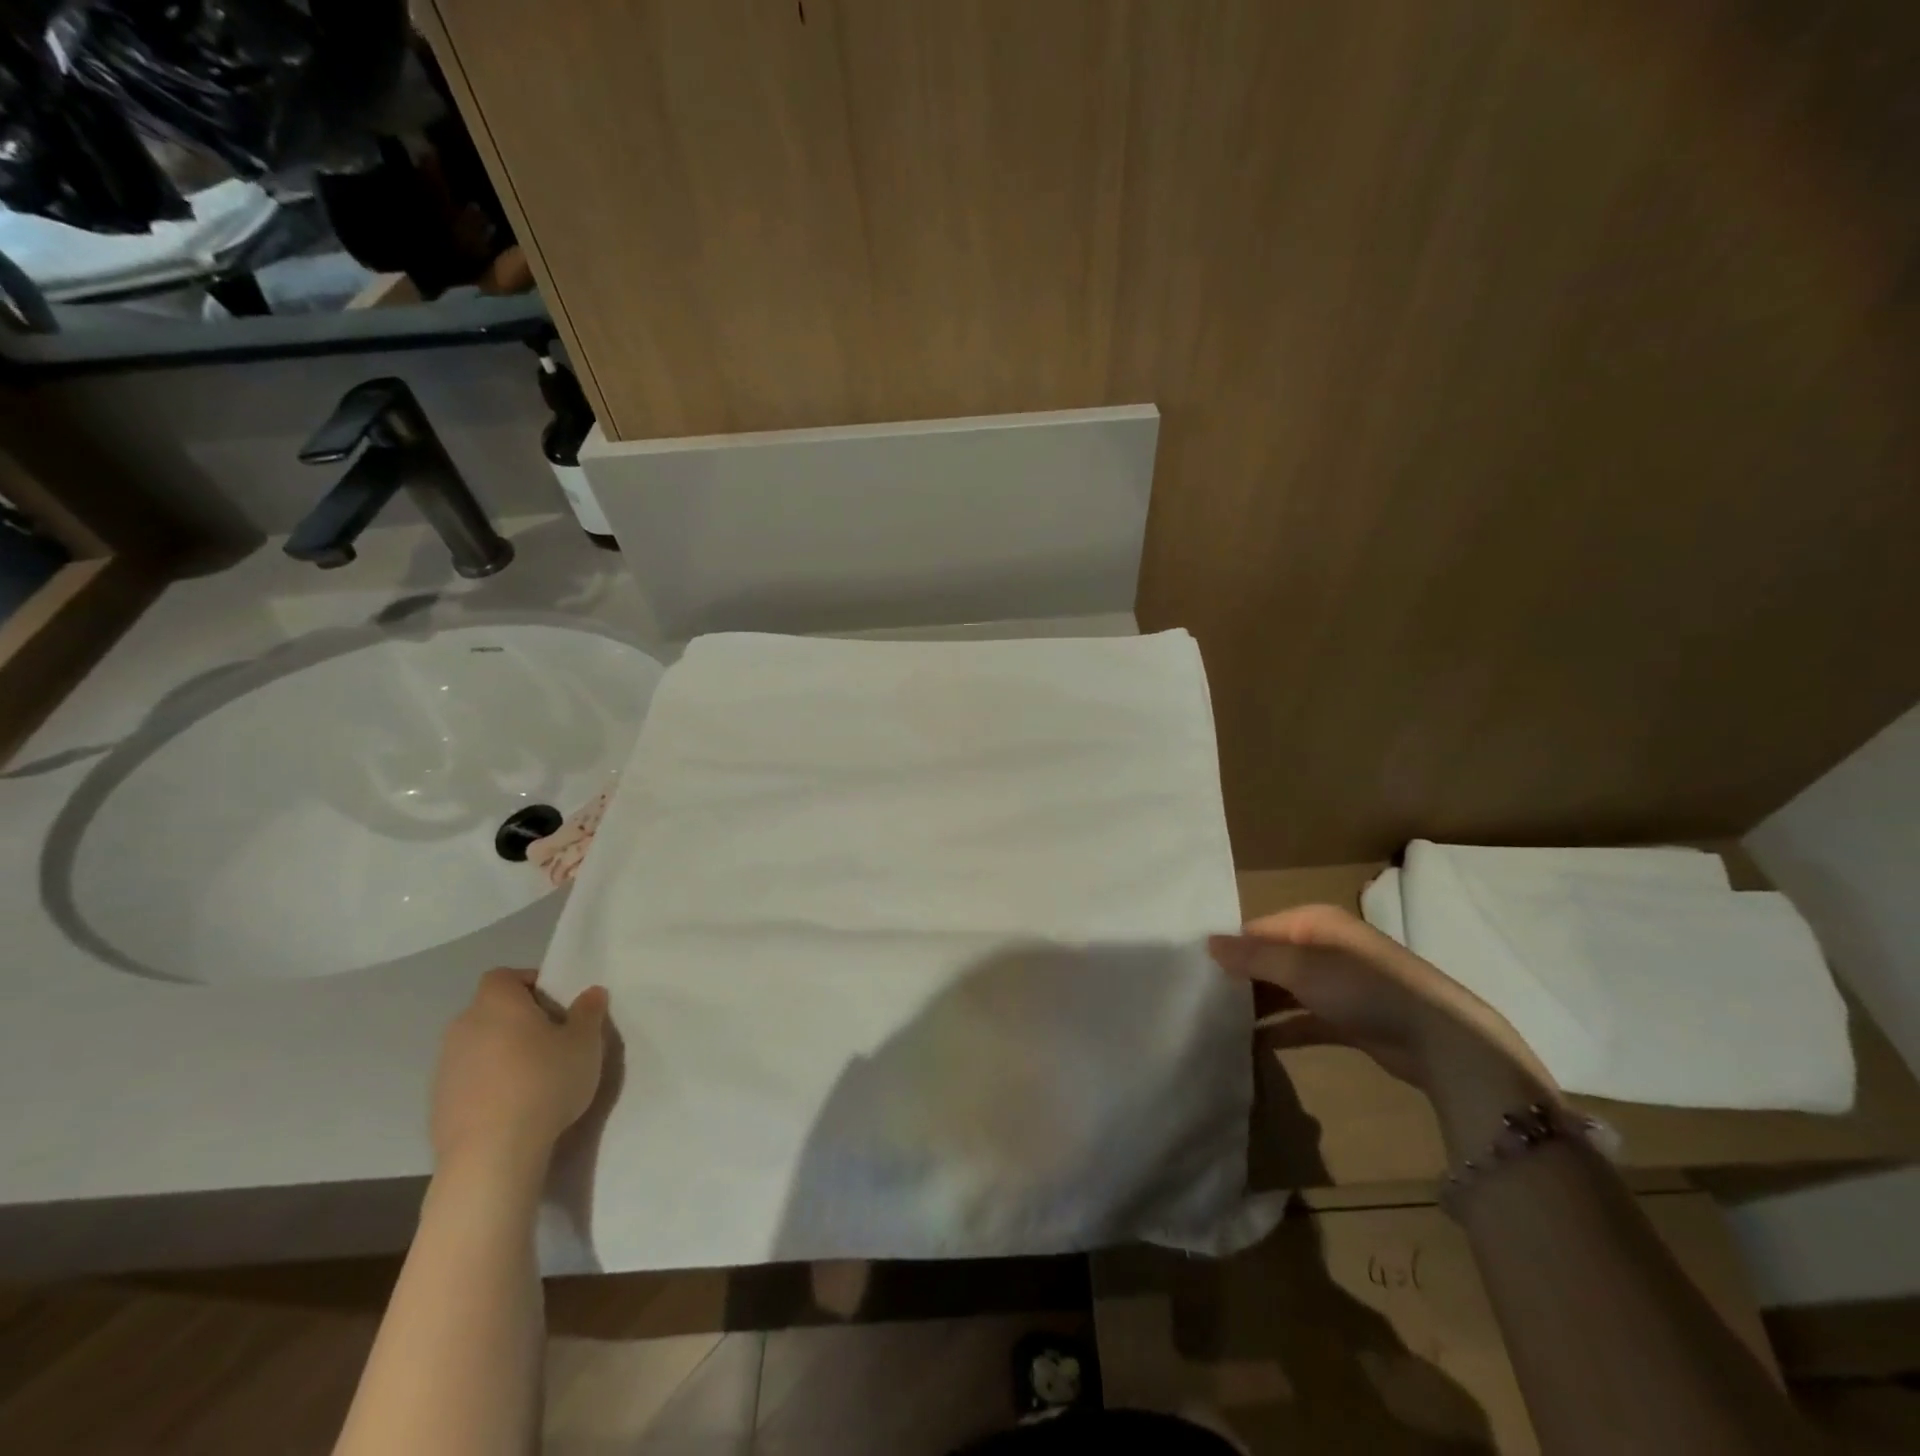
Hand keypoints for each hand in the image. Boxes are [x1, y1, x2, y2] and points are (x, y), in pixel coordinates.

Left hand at [430, 968, 610, 1172]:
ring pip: (479, 1046)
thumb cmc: (544, 1082)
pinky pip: (469, 1080)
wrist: (491, 1155)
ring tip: (534, 1077)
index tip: (556, 1004)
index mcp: (497, 1003)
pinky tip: (513, 1107)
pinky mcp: (437, 1105)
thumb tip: (591, 993)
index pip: (504, 976)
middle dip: (519, 1020)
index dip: (529, 983)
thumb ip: (588, 1012)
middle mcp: (463, 1027)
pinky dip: (488, 1084)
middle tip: (553, 1040)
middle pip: (491, 1010)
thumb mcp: (585, 1043)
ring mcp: (445, 1068)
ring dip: (502, 1053)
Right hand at [1208, 902, 1552, 1098]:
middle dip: (1240, 978)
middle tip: (1200, 998)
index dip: (1229, 948)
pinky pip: (1302, 1019)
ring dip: (1258, 1004)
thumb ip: (1252, 956)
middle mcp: (1324, 946)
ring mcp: (1338, 984)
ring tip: (1217, 1021)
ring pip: (1284, 990)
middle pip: (1270, 959)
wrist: (1440, 1039)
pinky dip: (1281, 1028)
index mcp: (1314, 922)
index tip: (1195, 970)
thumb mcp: (1300, 967)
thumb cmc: (1363, 988)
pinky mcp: (1347, 1019)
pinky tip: (1252, 1042)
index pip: (1258, 929)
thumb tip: (1207, 944)